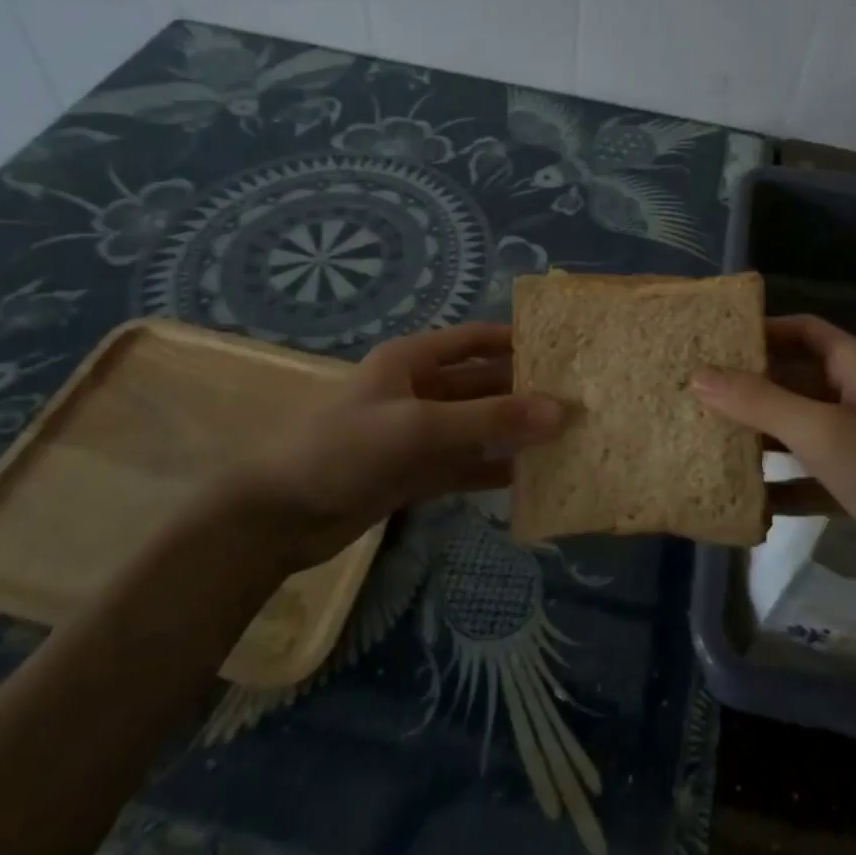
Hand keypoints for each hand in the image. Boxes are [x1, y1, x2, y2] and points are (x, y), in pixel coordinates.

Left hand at [215, 322, 563, 560]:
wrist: (278, 516)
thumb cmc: (344, 449)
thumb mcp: (420, 427)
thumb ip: (490, 420)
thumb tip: (560, 411)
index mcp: (413, 360)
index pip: (476, 339)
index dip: (516, 340)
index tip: (564, 349)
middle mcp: (419, 390)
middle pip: (482, 384)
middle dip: (524, 391)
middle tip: (577, 401)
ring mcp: (418, 434)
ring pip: (477, 427)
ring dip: (514, 433)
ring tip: (565, 439)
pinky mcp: (415, 473)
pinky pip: (464, 465)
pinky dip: (492, 470)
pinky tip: (529, 477)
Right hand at [691, 314, 855, 606]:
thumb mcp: (824, 432)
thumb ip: (760, 402)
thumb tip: (697, 376)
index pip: (802, 331)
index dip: (760, 330)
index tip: (709, 342)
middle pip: (793, 379)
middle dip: (747, 386)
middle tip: (691, 393)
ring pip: (796, 429)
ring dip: (757, 436)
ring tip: (702, 439)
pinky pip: (807, 476)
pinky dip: (778, 483)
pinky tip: (741, 498)